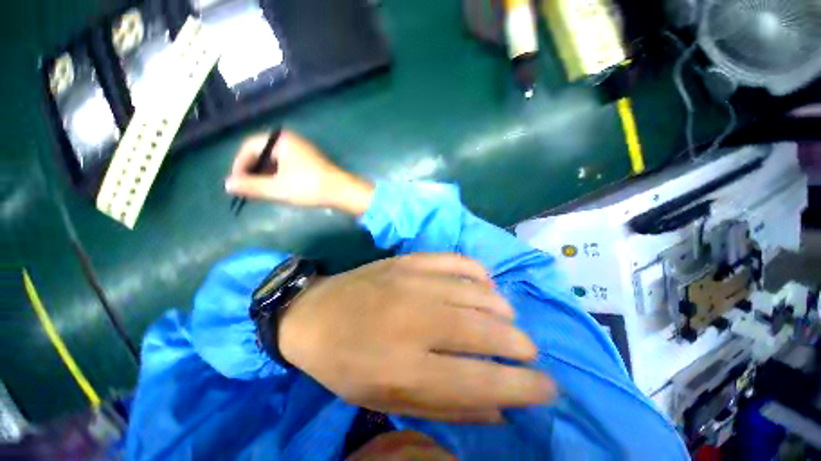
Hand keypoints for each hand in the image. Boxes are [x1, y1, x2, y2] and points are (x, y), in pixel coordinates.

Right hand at [225, 130, 373, 214]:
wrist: (339, 190)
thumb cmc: (307, 186)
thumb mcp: (275, 188)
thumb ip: (250, 185)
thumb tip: (227, 185)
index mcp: (279, 139)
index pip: (249, 146)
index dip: (238, 165)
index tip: (235, 185)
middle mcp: (285, 138)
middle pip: (257, 150)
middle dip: (247, 169)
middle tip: (243, 190)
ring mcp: (293, 147)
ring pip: (266, 157)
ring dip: (257, 173)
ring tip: (254, 191)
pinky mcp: (299, 157)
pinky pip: (276, 161)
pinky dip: (268, 173)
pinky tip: (267, 188)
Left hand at [279, 253, 555, 422]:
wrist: (306, 318)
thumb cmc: (344, 370)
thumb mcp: (388, 402)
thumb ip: (448, 410)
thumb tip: (501, 412)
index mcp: (404, 369)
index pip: (483, 381)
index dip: (525, 388)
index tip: (551, 390)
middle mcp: (415, 323)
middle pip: (493, 333)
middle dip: (522, 349)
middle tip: (526, 358)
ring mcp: (413, 284)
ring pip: (485, 297)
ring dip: (507, 318)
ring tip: (506, 331)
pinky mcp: (410, 260)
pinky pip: (466, 264)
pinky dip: (486, 282)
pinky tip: (486, 296)